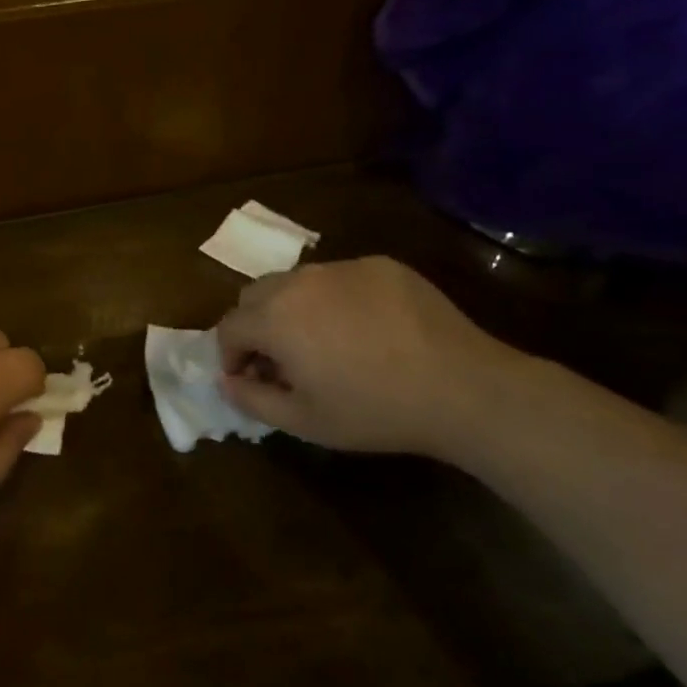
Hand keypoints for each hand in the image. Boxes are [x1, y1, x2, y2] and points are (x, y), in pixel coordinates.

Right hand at [216, 258, 539, 457]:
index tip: (250, 379)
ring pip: (296, 282)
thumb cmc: (374, 410)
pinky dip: (335, 300)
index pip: (229, 327)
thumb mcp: (304, 420)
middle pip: (255, 295)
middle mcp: (299, 281)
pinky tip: (367, 330)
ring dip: (293, 309)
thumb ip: (251, 399)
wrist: (462, 387)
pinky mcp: (380, 265)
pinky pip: (339, 278)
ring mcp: (342, 267)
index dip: (231, 356)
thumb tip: (225, 380)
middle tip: (282, 361)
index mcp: (274, 317)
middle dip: (255, 326)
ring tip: (324, 343)